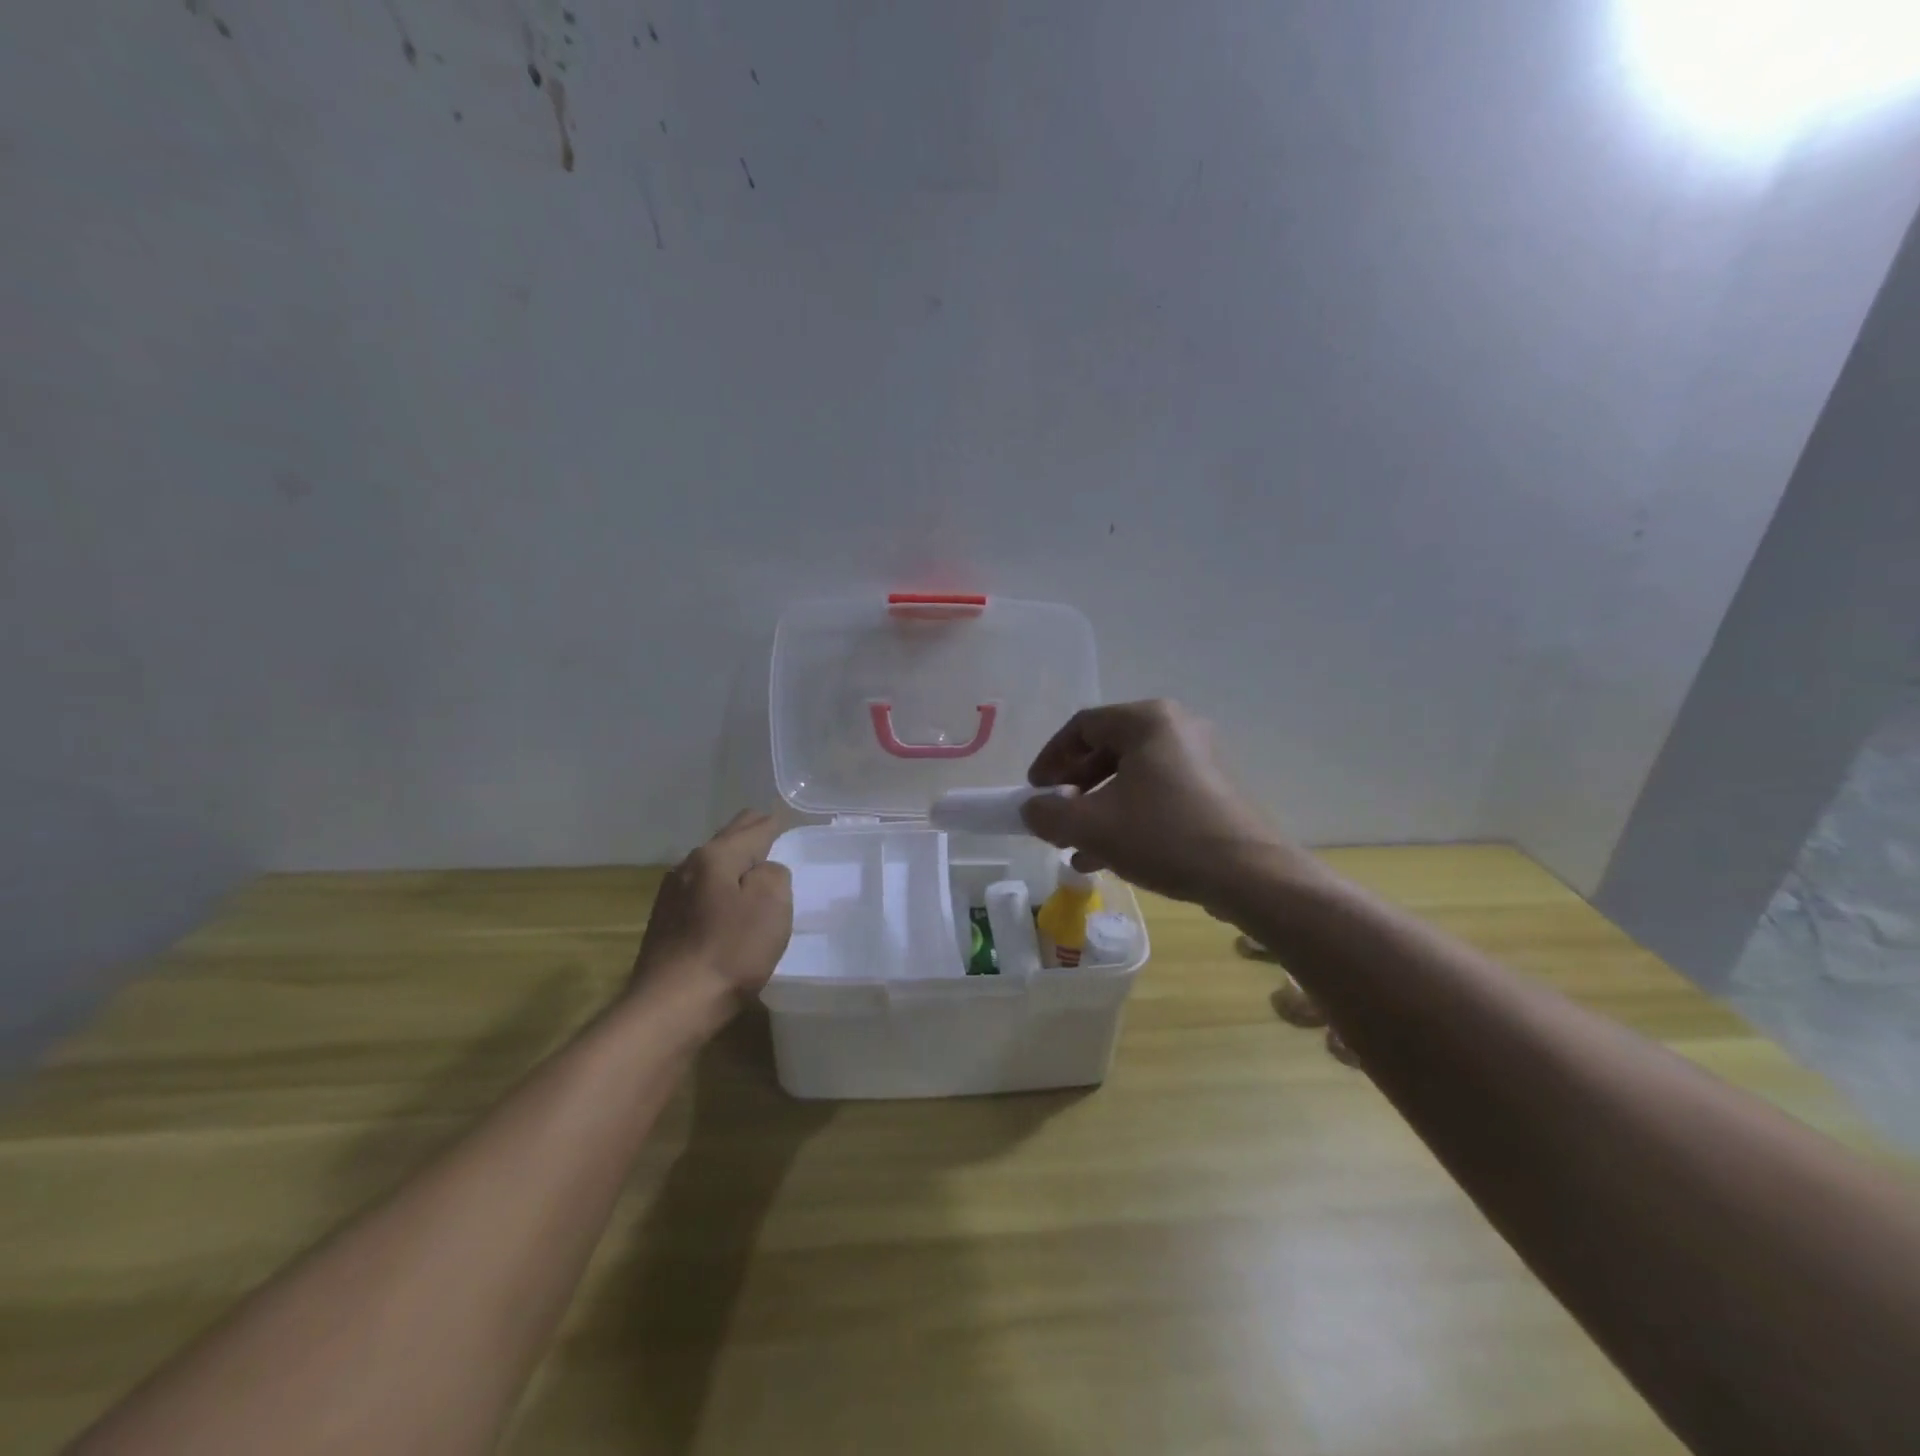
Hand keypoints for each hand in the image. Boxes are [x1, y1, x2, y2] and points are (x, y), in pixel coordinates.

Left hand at [631, 811, 792, 1012]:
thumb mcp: (771, 905)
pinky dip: (718, 885)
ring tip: (751, 863)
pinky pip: (700, 889)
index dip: (773, 823)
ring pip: (710, 864)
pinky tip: (724, 898)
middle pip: (726, 840)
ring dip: (731, 860)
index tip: (784, 818)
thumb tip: (762, 871)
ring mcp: (671, 895)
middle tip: (770, 829)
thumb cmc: (730, 951)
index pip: (752, 828)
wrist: (672, 1006)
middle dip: (749, 833)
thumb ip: (774, 874)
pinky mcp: (664, 922)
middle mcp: (688, 866)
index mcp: (716, 856)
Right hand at [1021, 700, 1300, 908]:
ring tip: (1075, 846)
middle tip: (1055, 817)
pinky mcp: (1212, 790)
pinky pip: (1156, 794)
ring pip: (1130, 777)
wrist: (1250, 876)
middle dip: (1074, 788)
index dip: (1050, 758)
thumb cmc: (1165, 836)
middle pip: (1107, 750)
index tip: (1034, 791)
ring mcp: (1199, 759)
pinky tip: (1107, 856)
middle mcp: (1176, 729)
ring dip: (1097, 809)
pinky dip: (1127, 817)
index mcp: (1147, 721)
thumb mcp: (1093, 827)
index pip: (1082, 726)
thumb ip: (1049, 814)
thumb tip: (1031, 809)